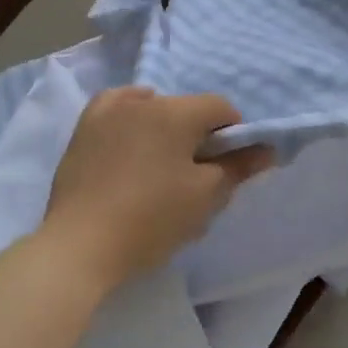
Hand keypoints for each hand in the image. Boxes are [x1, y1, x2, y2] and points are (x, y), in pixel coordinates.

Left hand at [42, 87, 274, 289]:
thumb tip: (266, 150)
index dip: (234, 134)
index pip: (220, 108)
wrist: (81, 245)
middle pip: (185, 108)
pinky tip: (132, 142)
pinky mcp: (82, 130)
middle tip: (196, 176)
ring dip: (164, 128)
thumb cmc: (151, 220)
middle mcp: (140, 102)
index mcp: (174, 113)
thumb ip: (238, 168)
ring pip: (151, 109)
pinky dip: (131, 119)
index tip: (228, 166)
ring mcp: (106, 113)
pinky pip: (117, 111)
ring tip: (160, 165)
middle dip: (198, 134)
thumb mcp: (204, 197)